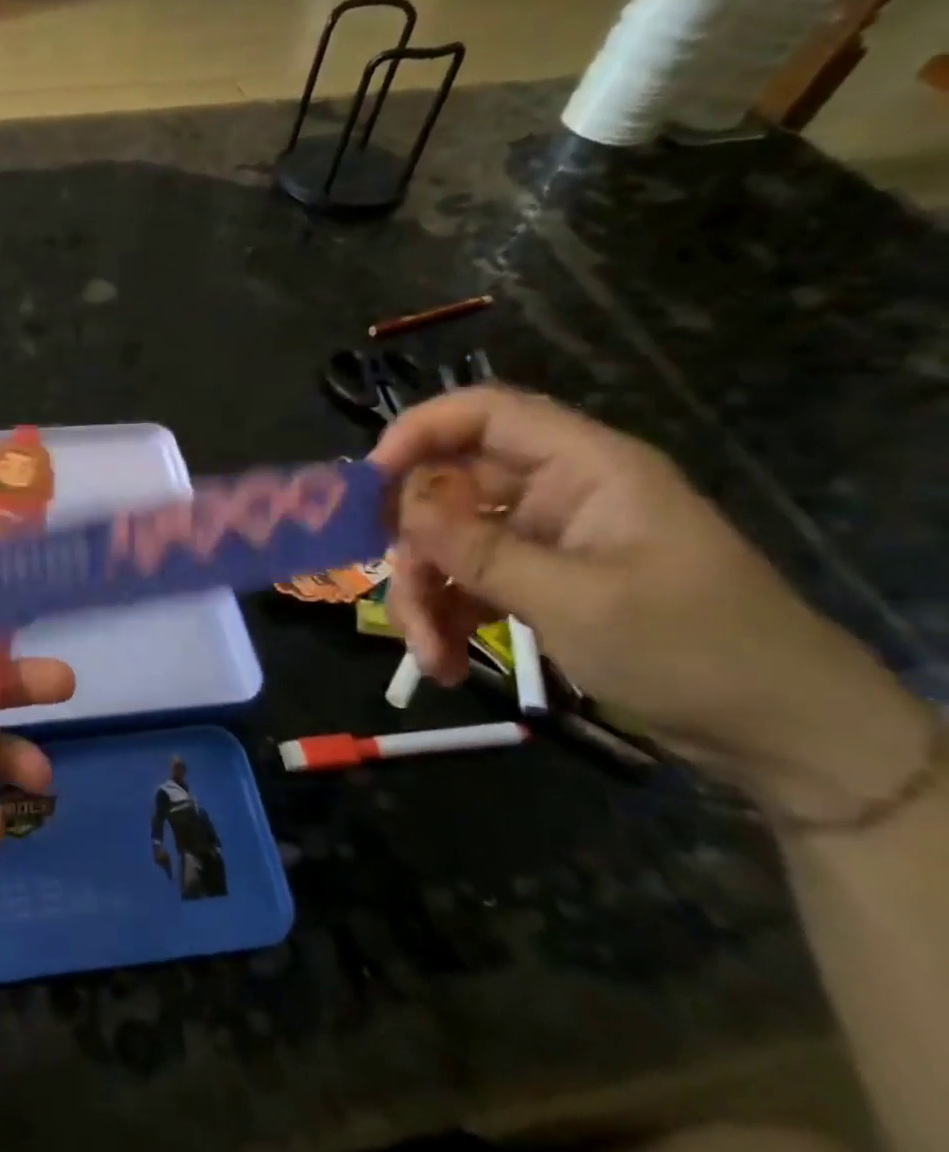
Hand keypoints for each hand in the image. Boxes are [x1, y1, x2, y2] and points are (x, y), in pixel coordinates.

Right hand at [370, 386, 931, 821]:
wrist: (782, 737)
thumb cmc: (692, 649)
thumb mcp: (576, 599)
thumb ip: (478, 549)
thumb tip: (399, 506)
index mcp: (585, 468)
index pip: (485, 414)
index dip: (419, 431)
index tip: (368, 483)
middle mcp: (556, 492)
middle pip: (450, 488)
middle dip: (415, 546)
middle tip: (398, 597)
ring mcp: (542, 539)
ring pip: (448, 542)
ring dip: (425, 596)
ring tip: (430, 658)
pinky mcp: (536, 581)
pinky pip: (466, 582)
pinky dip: (446, 620)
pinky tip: (444, 665)